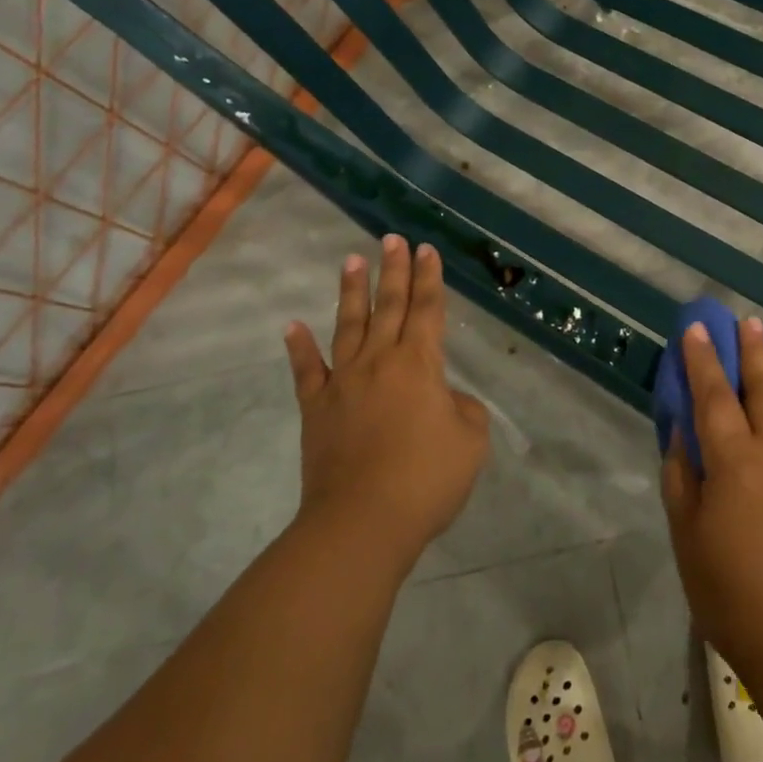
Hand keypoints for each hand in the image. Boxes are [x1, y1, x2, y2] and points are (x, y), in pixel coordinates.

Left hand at [285, 236, 489, 573]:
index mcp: (419, 364)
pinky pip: (307, 372)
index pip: (426, 310)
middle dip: (393, 270)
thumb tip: (444, 399)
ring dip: (352, 291)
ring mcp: (343, 383)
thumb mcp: (470, 441)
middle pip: (388, 306)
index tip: (426, 249)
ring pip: (349, 326)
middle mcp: (379, 361)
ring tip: (351, 259)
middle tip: (392, 238)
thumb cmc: (425, 480)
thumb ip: (463, 409)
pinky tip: (291, 325)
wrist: (361, 523)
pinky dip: (299, 348)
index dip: (429, 278)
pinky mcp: (316, 409)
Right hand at [661, 318, 762, 685]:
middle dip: (751, 351)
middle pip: (762, 386)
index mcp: (734, 461)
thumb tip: (681, 432)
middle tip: (745, 322)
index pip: (713, 395)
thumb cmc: (732, 592)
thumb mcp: (687, 536)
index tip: (696, 328)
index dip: (702, 358)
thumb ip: (681, 476)